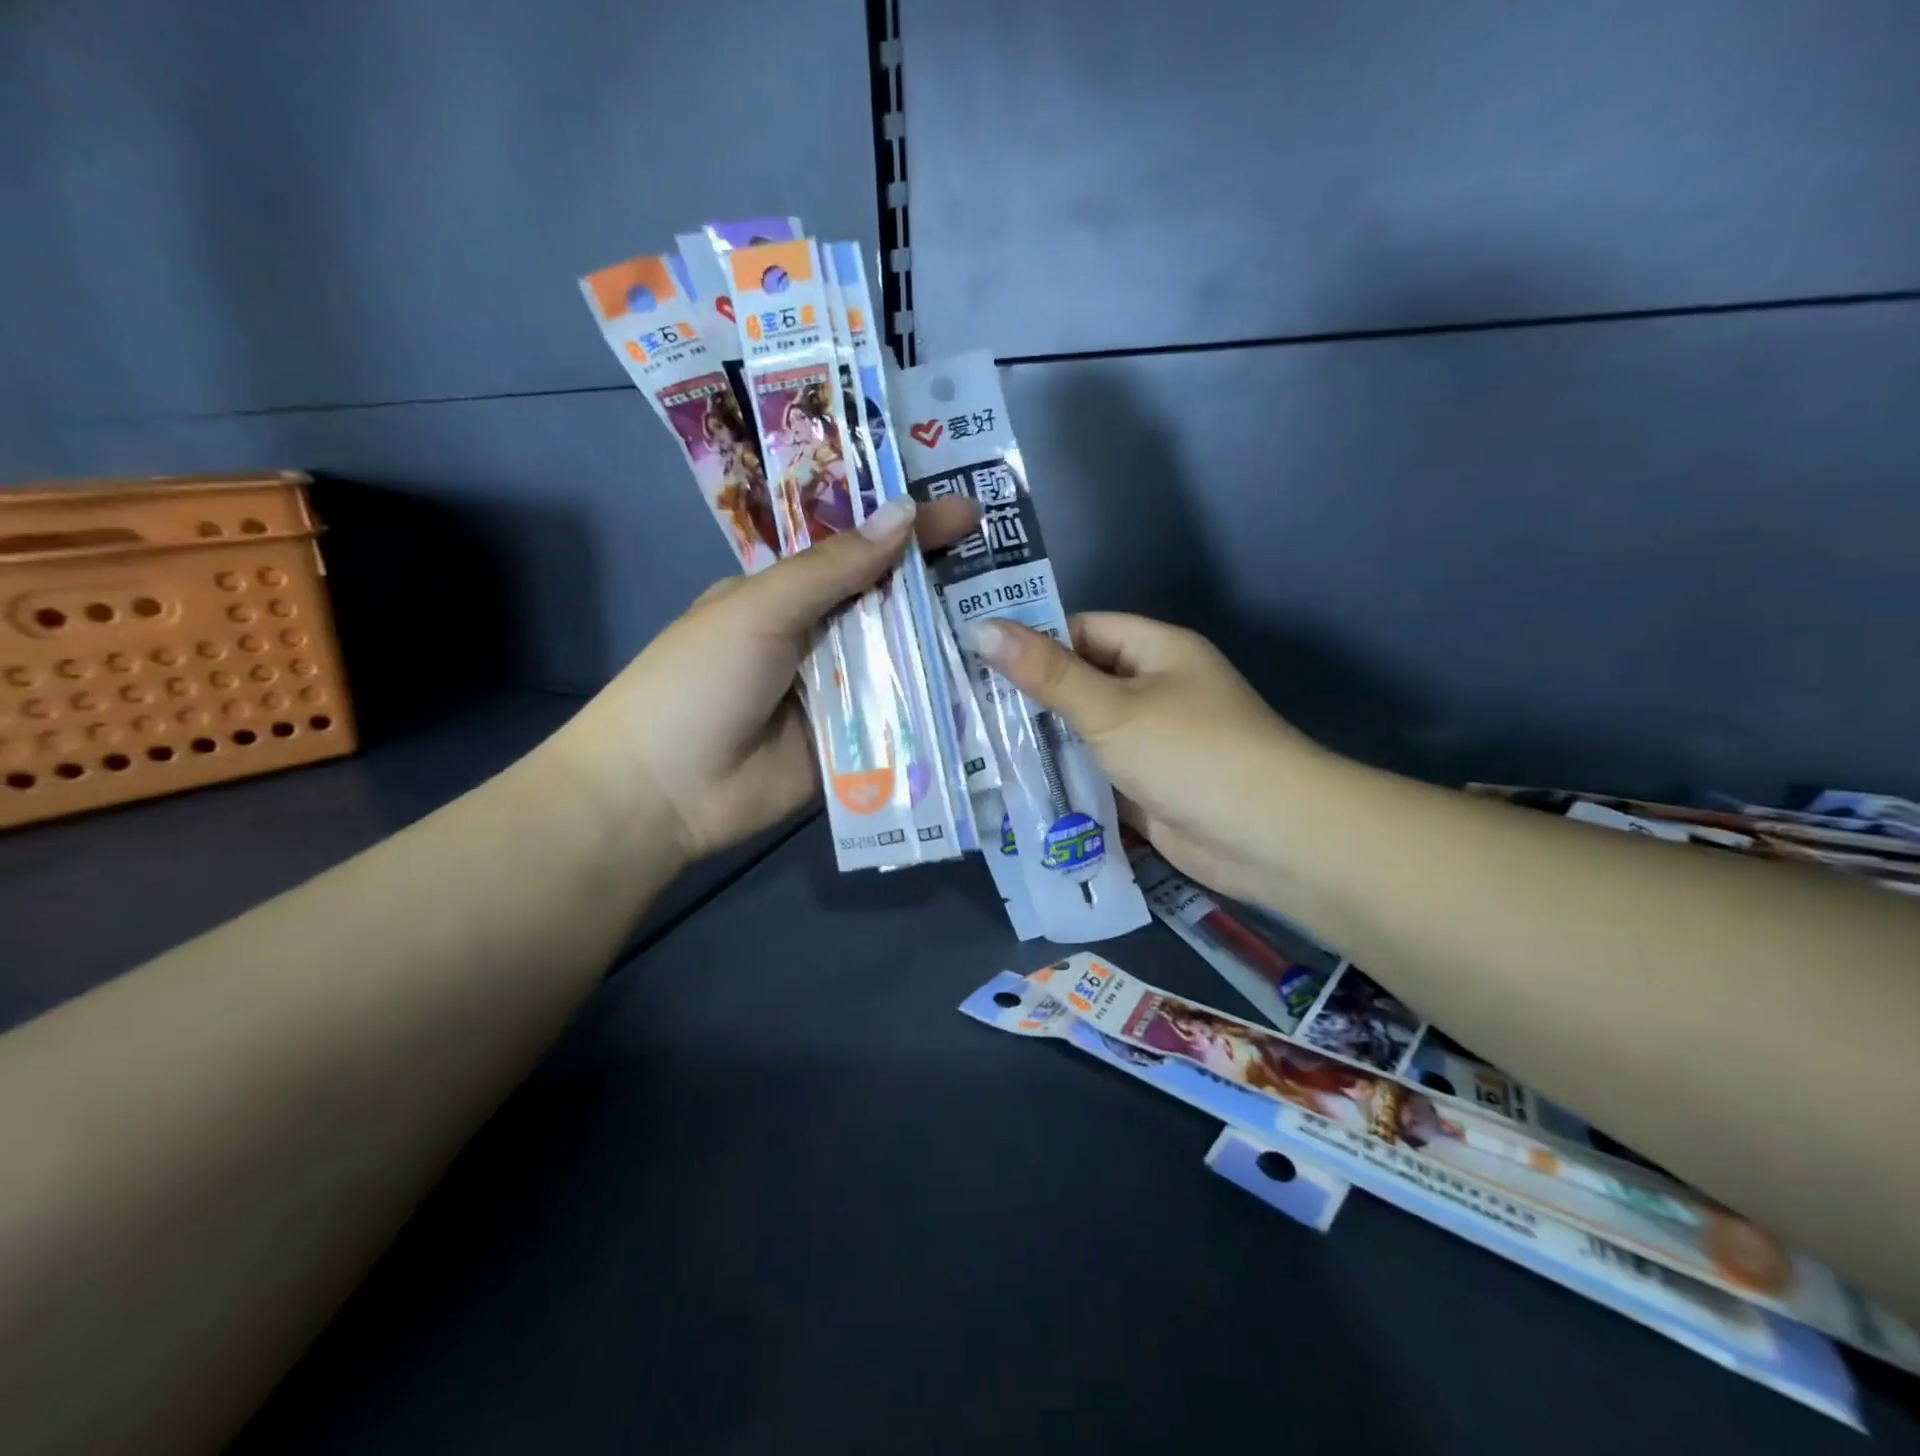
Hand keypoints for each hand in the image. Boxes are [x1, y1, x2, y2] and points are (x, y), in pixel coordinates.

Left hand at [545, 495, 981, 861]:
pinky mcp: (857, 743)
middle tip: (1013, 573)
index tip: (971, 513)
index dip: (914, 531)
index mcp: (792, 595)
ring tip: (1018, 626)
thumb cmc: (699, 681)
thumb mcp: (760, 610)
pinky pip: (903, 718)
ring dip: (949, 647)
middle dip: (944, 588)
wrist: (666, 791)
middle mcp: (822, 638)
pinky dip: (937, 705)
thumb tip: (904, 513)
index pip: (863, 551)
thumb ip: (833, 569)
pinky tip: (989, 691)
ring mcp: (842, 693)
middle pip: (892, 606)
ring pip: (905, 661)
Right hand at [968, 614, 1322, 903]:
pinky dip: (1066, 781)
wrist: (1269, 838)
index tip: (976, 660)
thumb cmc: (1190, 752)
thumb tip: (983, 628)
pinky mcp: (1148, 789)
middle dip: (1030, 698)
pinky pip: (1097, 775)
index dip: (1033, 641)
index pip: (1083, 630)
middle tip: (964, 709)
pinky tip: (1015, 790)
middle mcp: (1155, 690)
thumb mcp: (1111, 708)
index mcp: (1156, 651)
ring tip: (975, 749)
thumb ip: (1047, 674)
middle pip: (1081, 683)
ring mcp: (1153, 743)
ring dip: (1044, 744)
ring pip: (1086, 734)